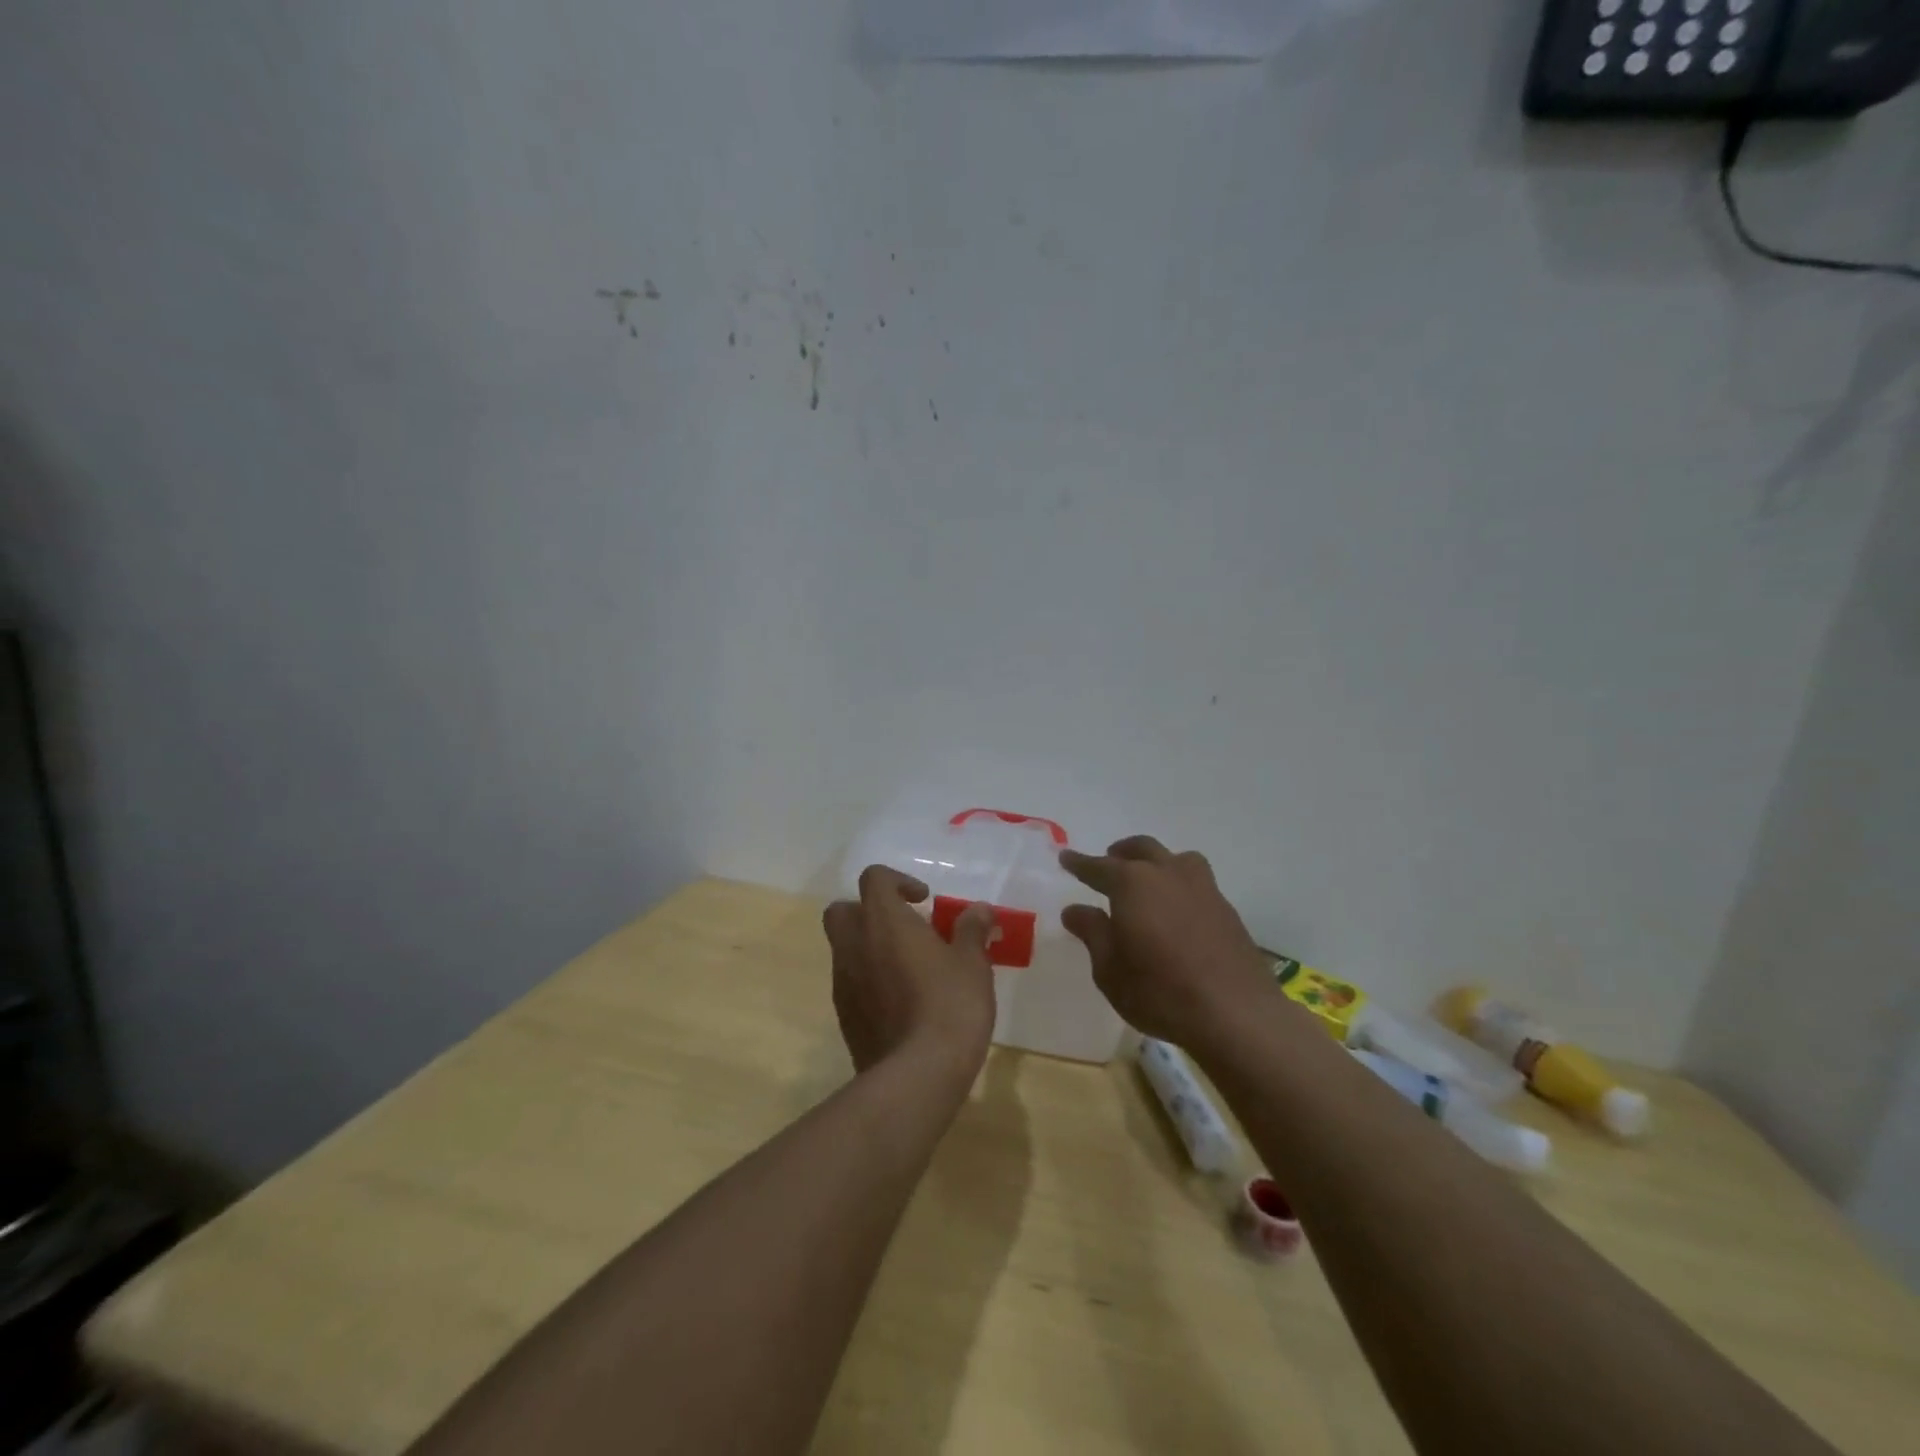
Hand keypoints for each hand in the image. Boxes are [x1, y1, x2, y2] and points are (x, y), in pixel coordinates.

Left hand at [823, 865, 997, 1077]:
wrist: (918, 1074)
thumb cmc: (950, 1005)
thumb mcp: (972, 963)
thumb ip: (971, 930)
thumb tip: (980, 910)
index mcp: (883, 920)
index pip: (874, 878)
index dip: (898, 881)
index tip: (923, 900)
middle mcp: (854, 944)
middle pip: (843, 910)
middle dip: (869, 911)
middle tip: (905, 928)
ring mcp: (843, 982)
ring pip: (845, 948)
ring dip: (870, 947)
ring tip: (909, 967)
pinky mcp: (844, 1016)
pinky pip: (851, 983)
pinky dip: (869, 980)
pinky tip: (902, 1000)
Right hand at [1059, 836, 1277, 1050]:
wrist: (1236, 1014)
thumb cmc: (1159, 992)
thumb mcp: (1110, 969)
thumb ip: (1092, 933)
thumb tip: (1074, 909)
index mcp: (1132, 884)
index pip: (1098, 866)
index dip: (1079, 863)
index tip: (1065, 858)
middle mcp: (1167, 874)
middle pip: (1141, 849)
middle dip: (1121, 853)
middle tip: (1108, 861)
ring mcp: (1202, 888)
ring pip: (1176, 859)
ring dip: (1156, 861)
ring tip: (1148, 878)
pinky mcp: (1226, 909)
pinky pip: (1196, 881)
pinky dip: (1179, 884)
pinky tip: (1176, 908)